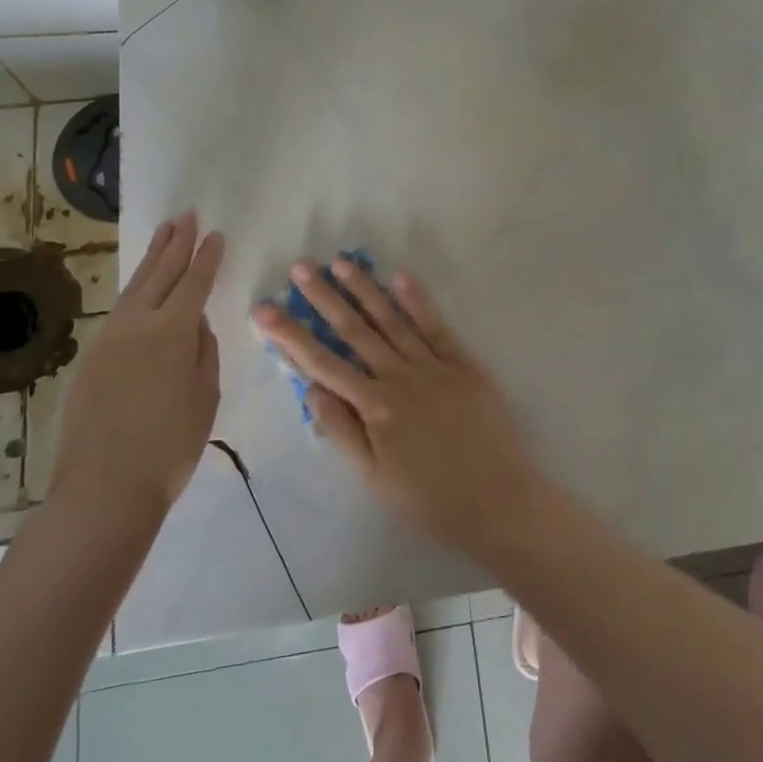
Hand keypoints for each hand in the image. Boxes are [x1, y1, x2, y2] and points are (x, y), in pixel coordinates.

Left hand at [50, 213, 224, 523]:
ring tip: (163, 234)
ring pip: (135, 287)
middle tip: (185, 216)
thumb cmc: (169, 445)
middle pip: (159, 273)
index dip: (206, 257)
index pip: (194, 283)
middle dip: (175, 243)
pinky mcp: (91, 358)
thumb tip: (194, 324)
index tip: (215, 234)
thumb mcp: (204, 395)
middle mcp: (137, 324)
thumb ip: (202, 350)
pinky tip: (140, 288)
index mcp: (172, 331)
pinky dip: (135, 289)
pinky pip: (119, 310)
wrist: (104, 488)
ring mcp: (109, 339)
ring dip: (151, 258)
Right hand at [253, 259, 543, 551]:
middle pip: (355, 331)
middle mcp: (399, 376)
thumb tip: (310, 388)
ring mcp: (433, 365)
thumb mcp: (373, 477)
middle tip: (301, 268)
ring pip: (391, 319)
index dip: (291, 336)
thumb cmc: (429, 497)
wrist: (497, 499)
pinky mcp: (463, 363)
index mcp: (374, 405)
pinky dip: (417, 300)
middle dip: (325, 298)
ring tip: (341, 262)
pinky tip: (400, 276)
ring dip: (365, 289)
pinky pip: (435, 325)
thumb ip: (341, 430)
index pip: (323, 363)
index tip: (265, 310)